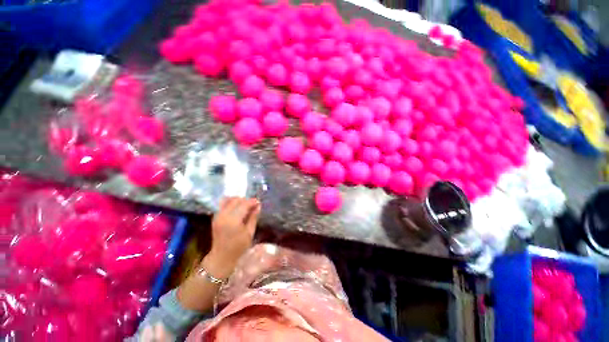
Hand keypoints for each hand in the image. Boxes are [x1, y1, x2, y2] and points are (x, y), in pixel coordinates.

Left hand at [206, 197, 259, 278]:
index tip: (259, 202)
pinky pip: (223, 205)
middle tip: (253, 205)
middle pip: (236, 200)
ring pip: (229, 200)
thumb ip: (253, 217)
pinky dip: (231, 203)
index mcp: (233, 220)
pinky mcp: (215, 217)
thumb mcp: (250, 233)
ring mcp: (218, 216)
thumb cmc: (238, 247)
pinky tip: (237, 208)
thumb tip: (258, 205)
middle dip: (246, 200)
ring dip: (238, 201)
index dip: (252, 202)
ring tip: (245, 206)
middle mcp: (224, 215)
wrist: (221, 257)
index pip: (244, 204)